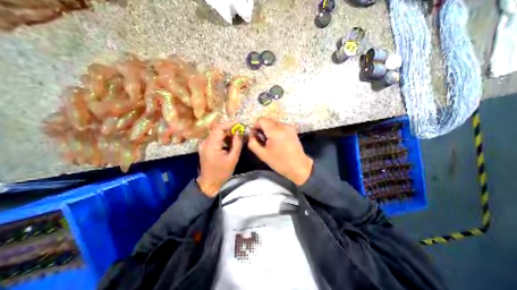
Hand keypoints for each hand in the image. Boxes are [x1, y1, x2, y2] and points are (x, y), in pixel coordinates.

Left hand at [197, 121, 243, 194]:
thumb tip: (239, 132)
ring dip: (226, 133)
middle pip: (217, 129)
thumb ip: (237, 143)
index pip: (219, 128)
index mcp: (211, 145)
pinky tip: (229, 142)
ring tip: (236, 136)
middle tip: (240, 130)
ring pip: (216, 133)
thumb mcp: (233, 158)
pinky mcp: (205, 147)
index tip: (240, 123)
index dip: (229, 124)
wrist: (209, 182)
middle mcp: (205, 142)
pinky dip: (222, 138)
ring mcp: (204, 144)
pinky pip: (214, 138)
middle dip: (229, 128)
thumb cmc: (222, 172)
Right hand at [247, 118, 312, 185]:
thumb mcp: (262, 154)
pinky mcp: (293, 130)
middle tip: (262, 140)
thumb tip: (251, 134)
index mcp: (275, 131)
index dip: (256, 126)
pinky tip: (277, 141)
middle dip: (262, 128)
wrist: (299, 167)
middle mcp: (283, 126)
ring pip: (274, 123)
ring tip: (270, 141)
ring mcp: (289, 127)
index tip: (255, 136)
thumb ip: (253, 143)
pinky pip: (280, 126)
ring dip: (269, 129)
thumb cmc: (280, 162)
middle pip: (268, 120)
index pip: (261, 120)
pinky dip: (276, 131)